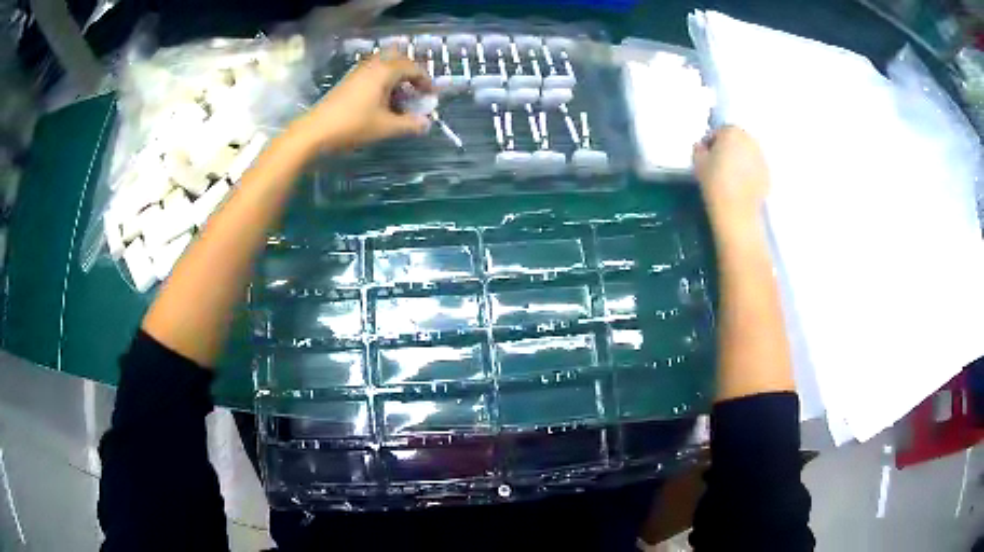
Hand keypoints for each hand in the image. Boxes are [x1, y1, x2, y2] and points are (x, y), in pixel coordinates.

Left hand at [297, 53, 434, 151]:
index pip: (413, 67)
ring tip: (400, 97)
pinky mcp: (348, 81)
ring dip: (396, 76)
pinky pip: (372, 72)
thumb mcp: (386, 127)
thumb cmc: (353, 125)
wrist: (315, 131)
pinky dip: (382, 80)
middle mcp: (372, 65)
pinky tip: (382, 100)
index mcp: (385, 71)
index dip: (425, 80)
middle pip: (398, 58)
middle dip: (411, 71)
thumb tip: (426, 123)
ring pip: (383, 64)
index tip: (431, 95)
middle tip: (416, 89)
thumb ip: (409, 124)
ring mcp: (358, 71)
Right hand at [693, 126, 769, 230]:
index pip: (718, 132)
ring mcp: (761, 156)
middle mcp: (749, 139)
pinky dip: (749, 171)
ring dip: (740, 159)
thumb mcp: (698, 162)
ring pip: (747, 153)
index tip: (707, 156)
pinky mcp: (768, 173)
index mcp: (731, 132)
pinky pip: (755, 167)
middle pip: (736, 140)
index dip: (711, 143)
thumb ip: (699, 149)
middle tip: (720, 164)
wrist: (736, 210)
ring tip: (732, 174)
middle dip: (728, 148)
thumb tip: (703, 146)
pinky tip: (742, 183)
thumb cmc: (714, 182)